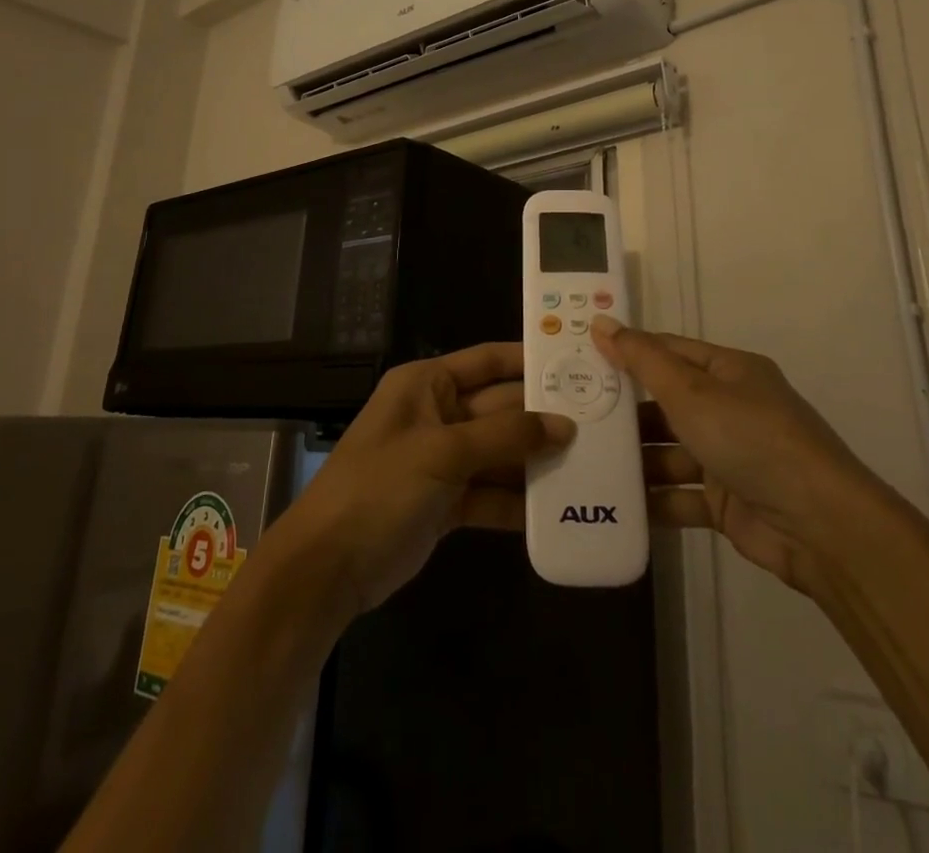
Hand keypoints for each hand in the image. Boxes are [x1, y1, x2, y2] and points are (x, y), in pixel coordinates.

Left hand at [278, 343, 573, 617]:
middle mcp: (437, 415)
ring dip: (536, 460)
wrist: (327, 568)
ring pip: (500, 452)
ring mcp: (442, 460)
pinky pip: (491, 492)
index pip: (487, 360)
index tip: (578, 363)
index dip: (529, 360)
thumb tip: (564, 425)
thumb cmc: (379, 488)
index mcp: (426, 384)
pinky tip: (559, 507)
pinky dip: (518, 500)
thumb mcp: (442, 453)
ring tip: (592, 464)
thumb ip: (505, 436)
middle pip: (500, 408)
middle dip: (543, 416)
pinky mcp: (447, 502)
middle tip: (600, 422)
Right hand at [592, 316, 885, 597]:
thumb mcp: (690, 391)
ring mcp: (730, 457)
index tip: (581, 358)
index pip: (669, 351)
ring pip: (670, 452)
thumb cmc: (750, 439)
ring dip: (636, 459)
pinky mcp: (727, 502)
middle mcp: (730, 408)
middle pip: (666, 403)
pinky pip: (681, 495)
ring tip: (584, 461)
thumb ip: (642, 360)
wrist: (819, 525)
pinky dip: (653, 499)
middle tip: (573, 415)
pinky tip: (613, 503)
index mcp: (729, 371)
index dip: (627, 352)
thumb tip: (600, 320)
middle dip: (625, 412)